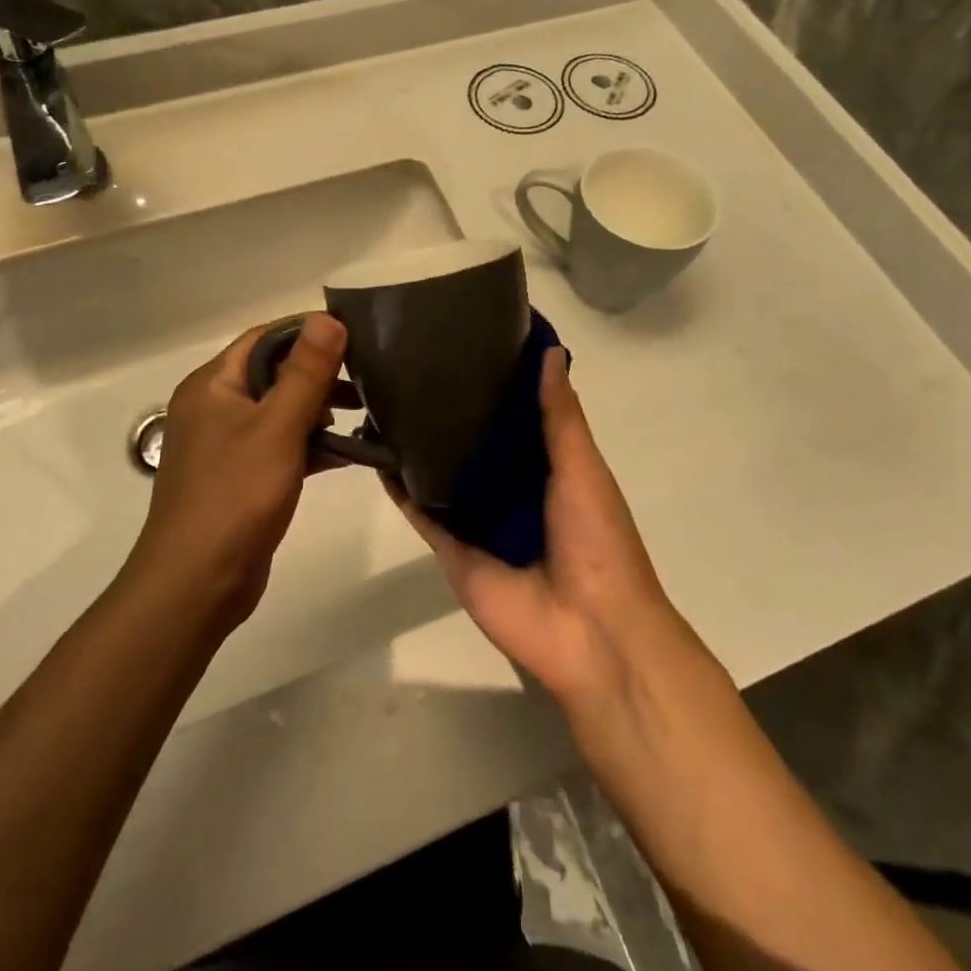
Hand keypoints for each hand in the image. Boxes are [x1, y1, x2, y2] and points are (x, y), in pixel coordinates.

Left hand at [127, 315, 349, 628]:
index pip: (264, 338)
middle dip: (319, 373)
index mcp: (212, 385)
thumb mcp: (277, 428)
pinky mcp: (241, 477)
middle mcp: (214, 407)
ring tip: (366, 410)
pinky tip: (349, 451)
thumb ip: (306, 373)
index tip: (355, 335)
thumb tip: (328, 318)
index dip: (308, 331)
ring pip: (279, 411)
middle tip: (368, 375)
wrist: (196, 585)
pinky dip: (310, 444)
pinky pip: (280, 446)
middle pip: (273, 372)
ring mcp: (226, 445)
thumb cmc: (234, 497)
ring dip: (319, 409)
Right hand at [392, 349, 680, 711]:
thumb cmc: (596, 540)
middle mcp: (509, 488)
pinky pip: (421, 512)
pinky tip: (374, 453)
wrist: (589, 631)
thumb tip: (550, 350)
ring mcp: (478, 520)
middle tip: (410, 362)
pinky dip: (399, 488)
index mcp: (547, 466)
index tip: (466, 339)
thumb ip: (560, 415)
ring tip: (383, 398)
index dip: (494, 381)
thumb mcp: (582, 467)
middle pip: (472, 442)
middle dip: (449, 410)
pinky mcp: (452, 549)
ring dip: (417, 445)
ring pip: (441, 474)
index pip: (514, 414)